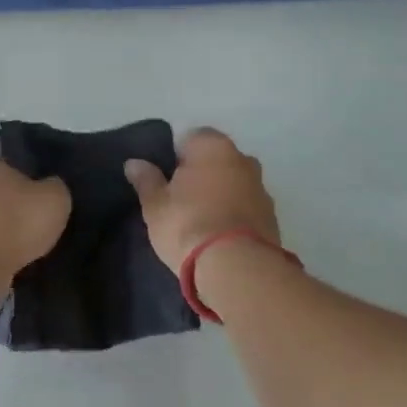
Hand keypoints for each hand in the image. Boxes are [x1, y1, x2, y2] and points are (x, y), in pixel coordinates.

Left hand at [0, 155, 71, 277]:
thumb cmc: (15, 223)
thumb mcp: (55, 199)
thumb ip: (55, 188)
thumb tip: (50, 187)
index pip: (8, 165)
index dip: (26, 180)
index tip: (39, 198)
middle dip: (8, 206)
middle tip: (31, 224)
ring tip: (19, 248)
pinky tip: (3, 263)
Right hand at [124, 128, 280, 274]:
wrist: (237, 268)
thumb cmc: (188, 225)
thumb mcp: (155, 205)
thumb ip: (146, 180)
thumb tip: (134, 163)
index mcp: (213, 146)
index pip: (191, 137)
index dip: (176, 156)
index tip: (166, 179)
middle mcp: (242, 159)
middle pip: (216, 159)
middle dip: (202, 173)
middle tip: (181, 199)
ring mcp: (262, 188)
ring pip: (234, 183)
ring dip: (221, 193)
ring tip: (201, 220)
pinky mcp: (272, 217)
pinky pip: (247, 206)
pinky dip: (235, 214)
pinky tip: (220, 235)